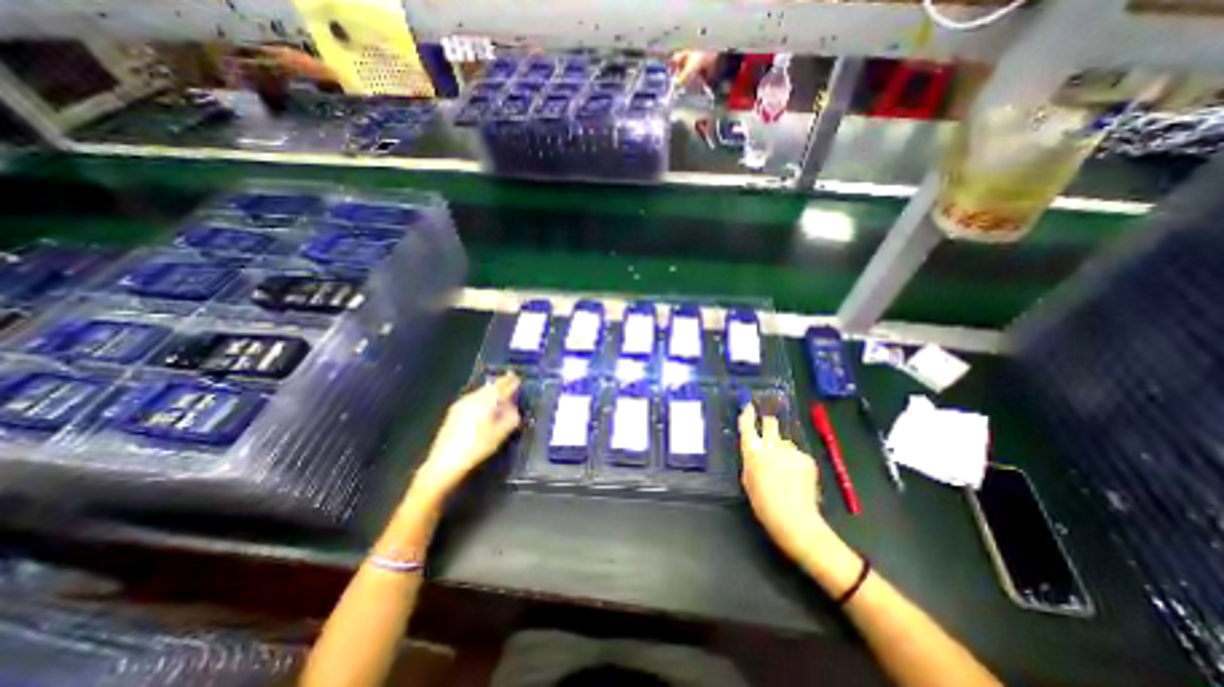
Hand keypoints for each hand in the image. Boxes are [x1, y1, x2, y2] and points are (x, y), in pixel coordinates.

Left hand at [411, 375, 518, 503]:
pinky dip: (483, 397)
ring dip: (492, 390)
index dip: (511, 382)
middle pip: (490, 386)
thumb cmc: (476, 447)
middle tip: (510, 380)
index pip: (502, 386)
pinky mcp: (454, 411)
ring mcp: (462, 403)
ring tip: (500, 393)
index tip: (518, 378)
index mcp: (486, 401)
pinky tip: (485, 405)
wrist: (444, 462)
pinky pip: (474, 397)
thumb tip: (513, 407)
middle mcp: (473, 397)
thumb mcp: (500, 434)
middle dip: (501, 383)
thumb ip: (511, 417)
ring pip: (481, 391)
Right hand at [742, 406, 826, 559]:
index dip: (747, 414)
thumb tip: (755, 450)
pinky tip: (797, 478)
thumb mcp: (748, 480)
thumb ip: (751, 460)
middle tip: (769, 432)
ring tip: (786, 470)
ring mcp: (791, 451)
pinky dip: (796, 462)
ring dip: (783, 449)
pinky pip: (798, 455)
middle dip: (769, 424)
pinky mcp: (806, 458)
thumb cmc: (763, 503)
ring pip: (785, 442)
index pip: (747, 425)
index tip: (749, 407)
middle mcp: (771, 446)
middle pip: (771, 423)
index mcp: (753, 452)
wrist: (794, 520)